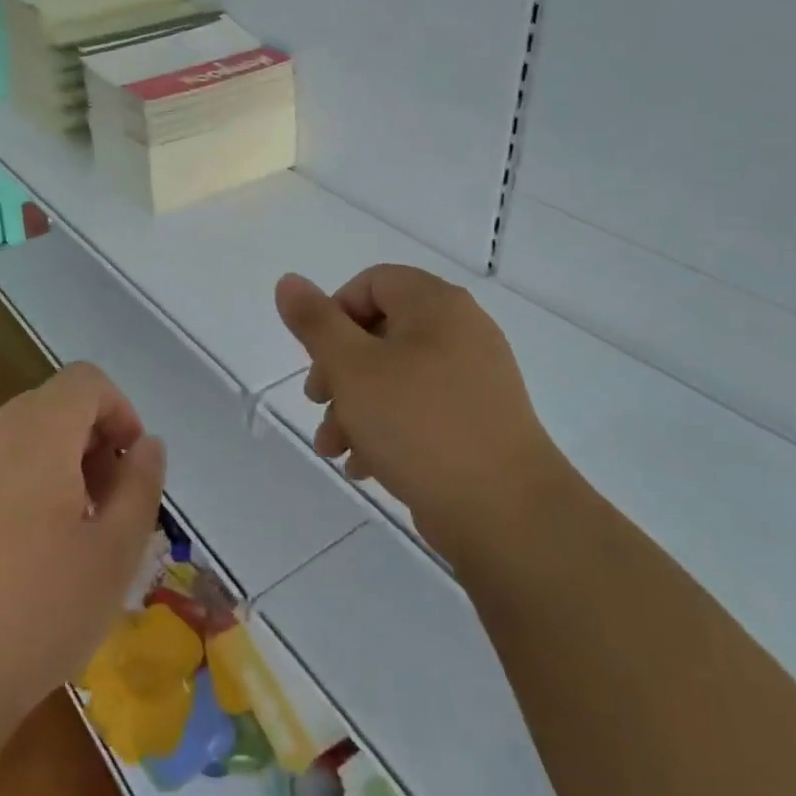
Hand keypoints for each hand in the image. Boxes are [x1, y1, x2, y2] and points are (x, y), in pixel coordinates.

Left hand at [0, 362, 165, 731]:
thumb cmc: (35, 615)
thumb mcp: (115, 554)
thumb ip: (140, 485)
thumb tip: (146, 444)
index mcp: (37, 436)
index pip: (85, 381)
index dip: (119, 411)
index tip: (128, 468)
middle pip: (51, 407)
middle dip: (88, 443)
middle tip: (103, 508)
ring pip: (16, 440)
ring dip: (52, 467)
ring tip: (63, 537)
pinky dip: (13, 488)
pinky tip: (13, 558)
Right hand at [274, 265, 562, 567]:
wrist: (507, 514)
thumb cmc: (420, 425)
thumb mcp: (352, 368)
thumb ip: (315, 322)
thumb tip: (288, 281)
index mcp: (435, 305)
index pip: (372, 283)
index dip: (334, 314)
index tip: (317, 357)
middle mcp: (461, 331)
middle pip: (380, 332)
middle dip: (338, 370)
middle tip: (317, 403)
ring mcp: (475, 378)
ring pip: (396, 376)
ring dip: (355, 406)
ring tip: (333, 448)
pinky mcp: (479, 421)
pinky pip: (421, 408)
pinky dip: (388, 427)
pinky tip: (364, 467)